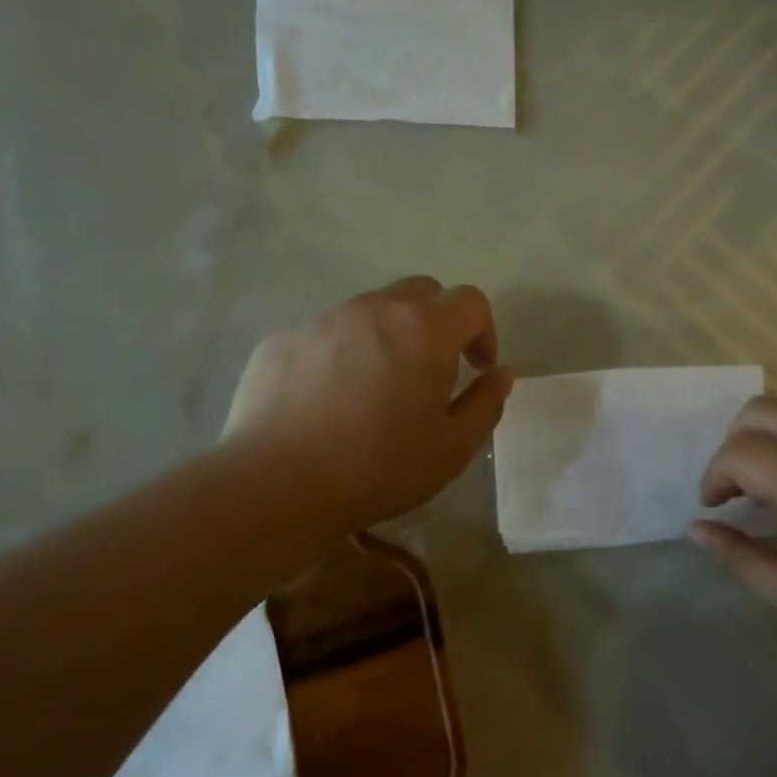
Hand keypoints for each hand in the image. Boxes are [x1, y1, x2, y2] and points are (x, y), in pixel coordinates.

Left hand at [222, 277, 512, 531]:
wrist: (277, 484)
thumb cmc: (379, 468)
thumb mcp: (453, 448)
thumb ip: (486, 404)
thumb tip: (500, 374)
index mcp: (423, 330)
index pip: (470, 301)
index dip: (483, 331)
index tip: (477, 368)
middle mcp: (373, 310)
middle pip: (420, 292)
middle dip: (437, 323)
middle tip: (432, 372)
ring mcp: (322, 320)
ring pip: (369, 312)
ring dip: (386, 337)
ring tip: (375, 390)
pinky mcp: (281, 339)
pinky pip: (325, 334)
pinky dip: (340, 354)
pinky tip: (327, 402)